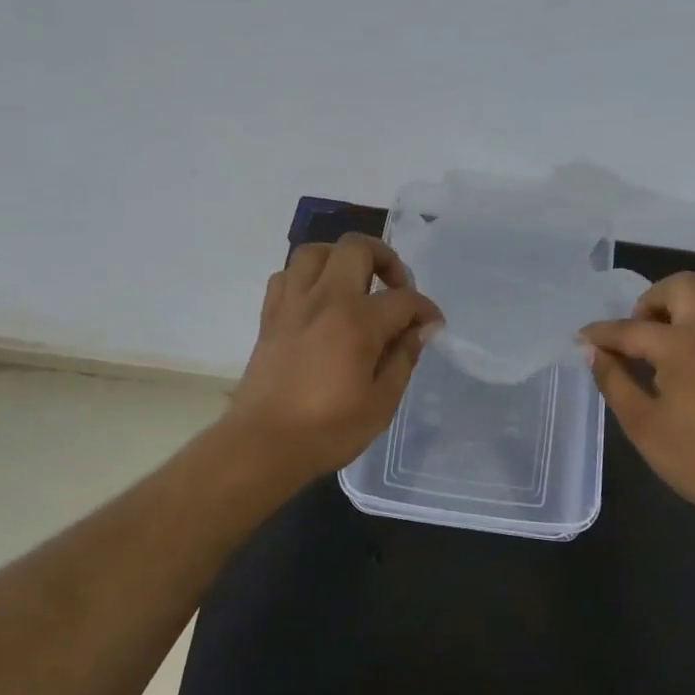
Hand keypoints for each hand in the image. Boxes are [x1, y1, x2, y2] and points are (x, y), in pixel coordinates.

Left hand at [226, 234, 443, 481]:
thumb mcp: (381, 403)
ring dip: (341, 260)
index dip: (425, 310)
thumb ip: (403, 359)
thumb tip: (418, 331)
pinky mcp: (269, 317)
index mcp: (357, 322)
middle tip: (395, 290)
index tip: (432, 326)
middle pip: (357, 248)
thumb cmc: (328, 431)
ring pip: (315, 251)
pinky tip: (318, 301)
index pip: (404, 299)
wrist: (262, 446)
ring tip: (355, 285)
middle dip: (386, 260)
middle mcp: (324, 300)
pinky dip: (306, 278)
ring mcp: (292, 304)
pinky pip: (286, 276)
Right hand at [579, 272, 694, 526]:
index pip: (631, 329)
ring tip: (676, 333)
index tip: (583, 337)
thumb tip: (594, 352)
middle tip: (639, 332)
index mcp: (681, 346)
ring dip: (692, 303)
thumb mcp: (642, 425)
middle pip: (682, 285)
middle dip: (652, 300)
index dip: (602, 333)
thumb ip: (614, 382)